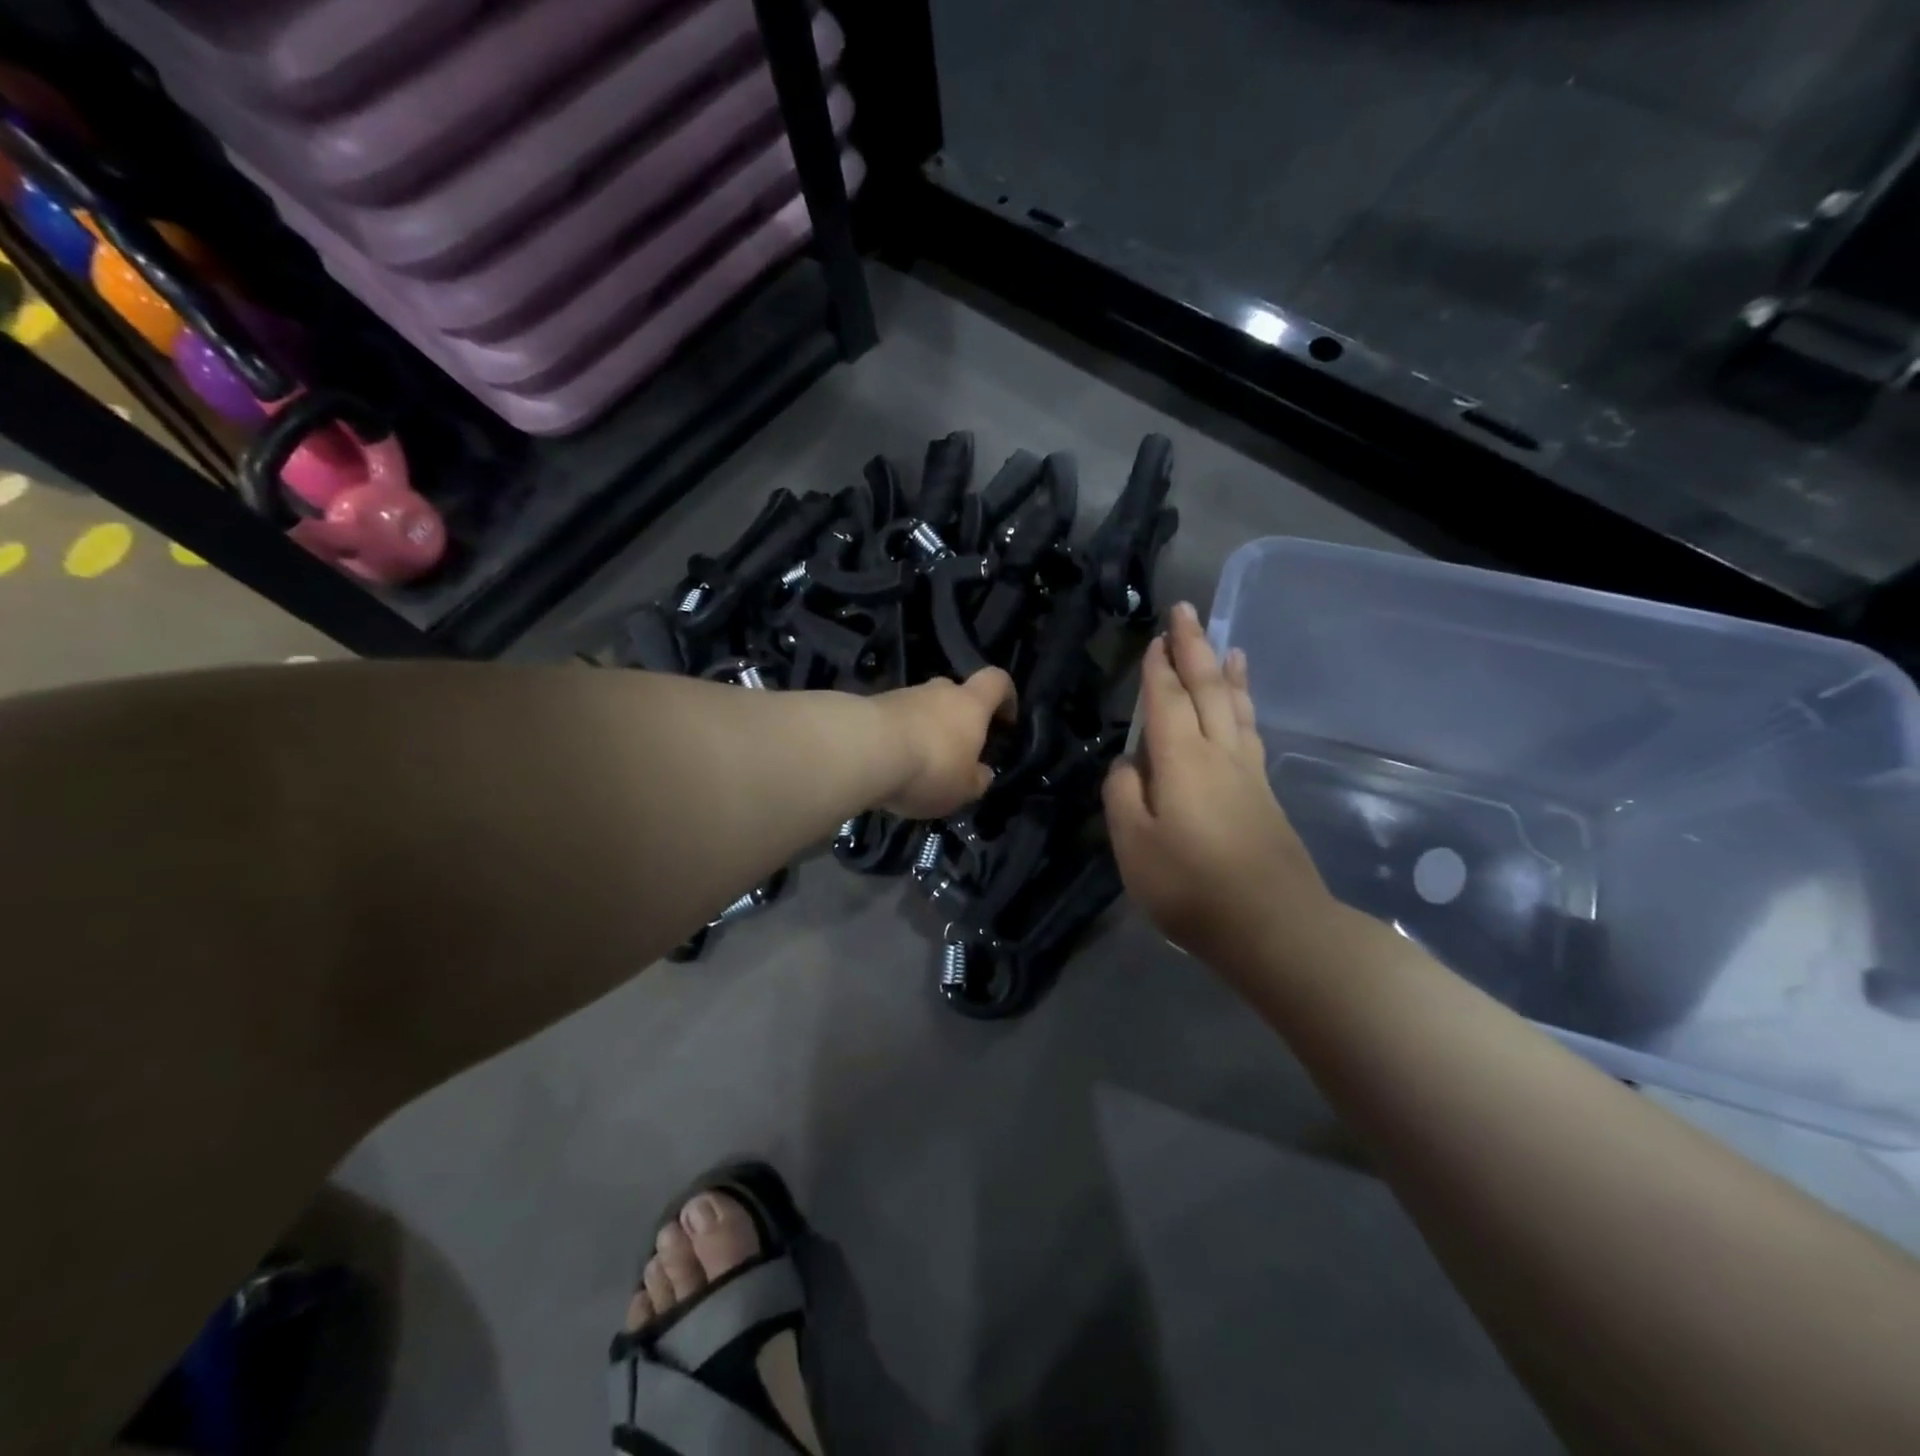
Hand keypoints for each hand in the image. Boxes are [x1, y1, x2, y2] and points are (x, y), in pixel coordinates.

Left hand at [876, 667, 1016, 818]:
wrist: (862, 750)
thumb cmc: (930, 767)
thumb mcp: (964, 789)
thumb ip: (977, 779)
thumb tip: (981, 772)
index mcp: (971, 704)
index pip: (997, 681)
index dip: (1006, 696)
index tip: (1006, 721)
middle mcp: (938, 690)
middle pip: (956, 695)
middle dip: (958, 720)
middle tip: (956, 752)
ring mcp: (901, 695)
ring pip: (922, 708)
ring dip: (924, 730)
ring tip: (917, 766)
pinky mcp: (870, 706)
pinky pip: (894, 720)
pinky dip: (897, 738)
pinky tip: (890, 765)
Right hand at [1104, 603, 1334, 978]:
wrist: (1274, 926)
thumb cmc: (1192, 887)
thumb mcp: (1134, 846)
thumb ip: (1123, 796)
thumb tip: (1128, 764)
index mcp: (1181, 761)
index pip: (1166, 702)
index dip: (1159, 669)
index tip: (1156, 636)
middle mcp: (1218, 754)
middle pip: (1206, 690)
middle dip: (1194, 649)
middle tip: (1186, 612)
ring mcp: (1248, 773)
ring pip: (1235, 707)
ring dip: (1226, 672)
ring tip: (1225, 645)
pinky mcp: (1264, 794)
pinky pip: (1251, 731)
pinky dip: (1245, 706)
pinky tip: (1243, 707)